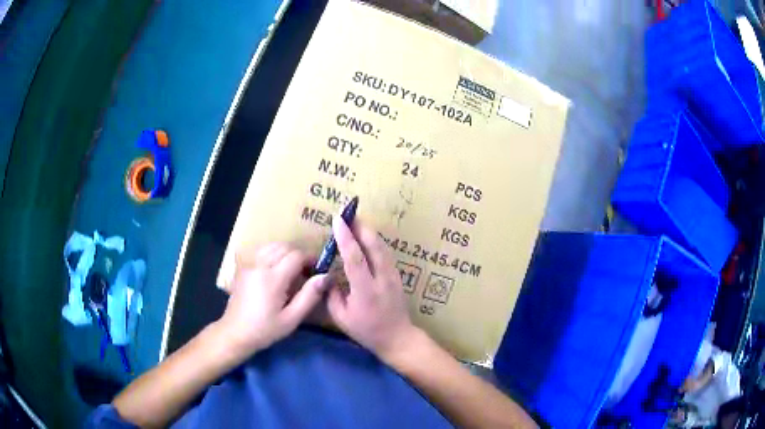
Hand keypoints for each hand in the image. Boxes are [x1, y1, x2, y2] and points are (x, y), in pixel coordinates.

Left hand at [217, 243, 329, 360]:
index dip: (310, 259)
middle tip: (306, 271)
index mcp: (273, 278)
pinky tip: (275, 268)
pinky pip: (260, 251)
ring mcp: (249, 264)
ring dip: (285, 252)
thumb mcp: (292, 318)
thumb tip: (325, 276)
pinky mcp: (243, 267)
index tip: (318, 270)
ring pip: (271, 245)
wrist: (235, 332)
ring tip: (292, 269)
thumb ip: (310, 296)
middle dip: (299, 254)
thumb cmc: (265, 329)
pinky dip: (272, 253)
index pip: (296, 255)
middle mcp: (260, 265)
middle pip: (284, 246)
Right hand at [326, 217, 420, 361]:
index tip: (337, 220)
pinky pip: (386, 253)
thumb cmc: (366, 330)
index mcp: (365, 291)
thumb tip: (326, 273)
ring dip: (368, 231)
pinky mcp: (397, 275)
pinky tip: (367, 236)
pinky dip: (375, 241)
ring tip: (355, 220)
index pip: (355, 258)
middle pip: (374, 246)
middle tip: (347, 214)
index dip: (345, 237)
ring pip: (382, 247)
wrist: (397, 337)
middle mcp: (382, 279)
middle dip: (360, 227)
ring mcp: (393, 276)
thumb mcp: (341, 317)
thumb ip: (331, 294)